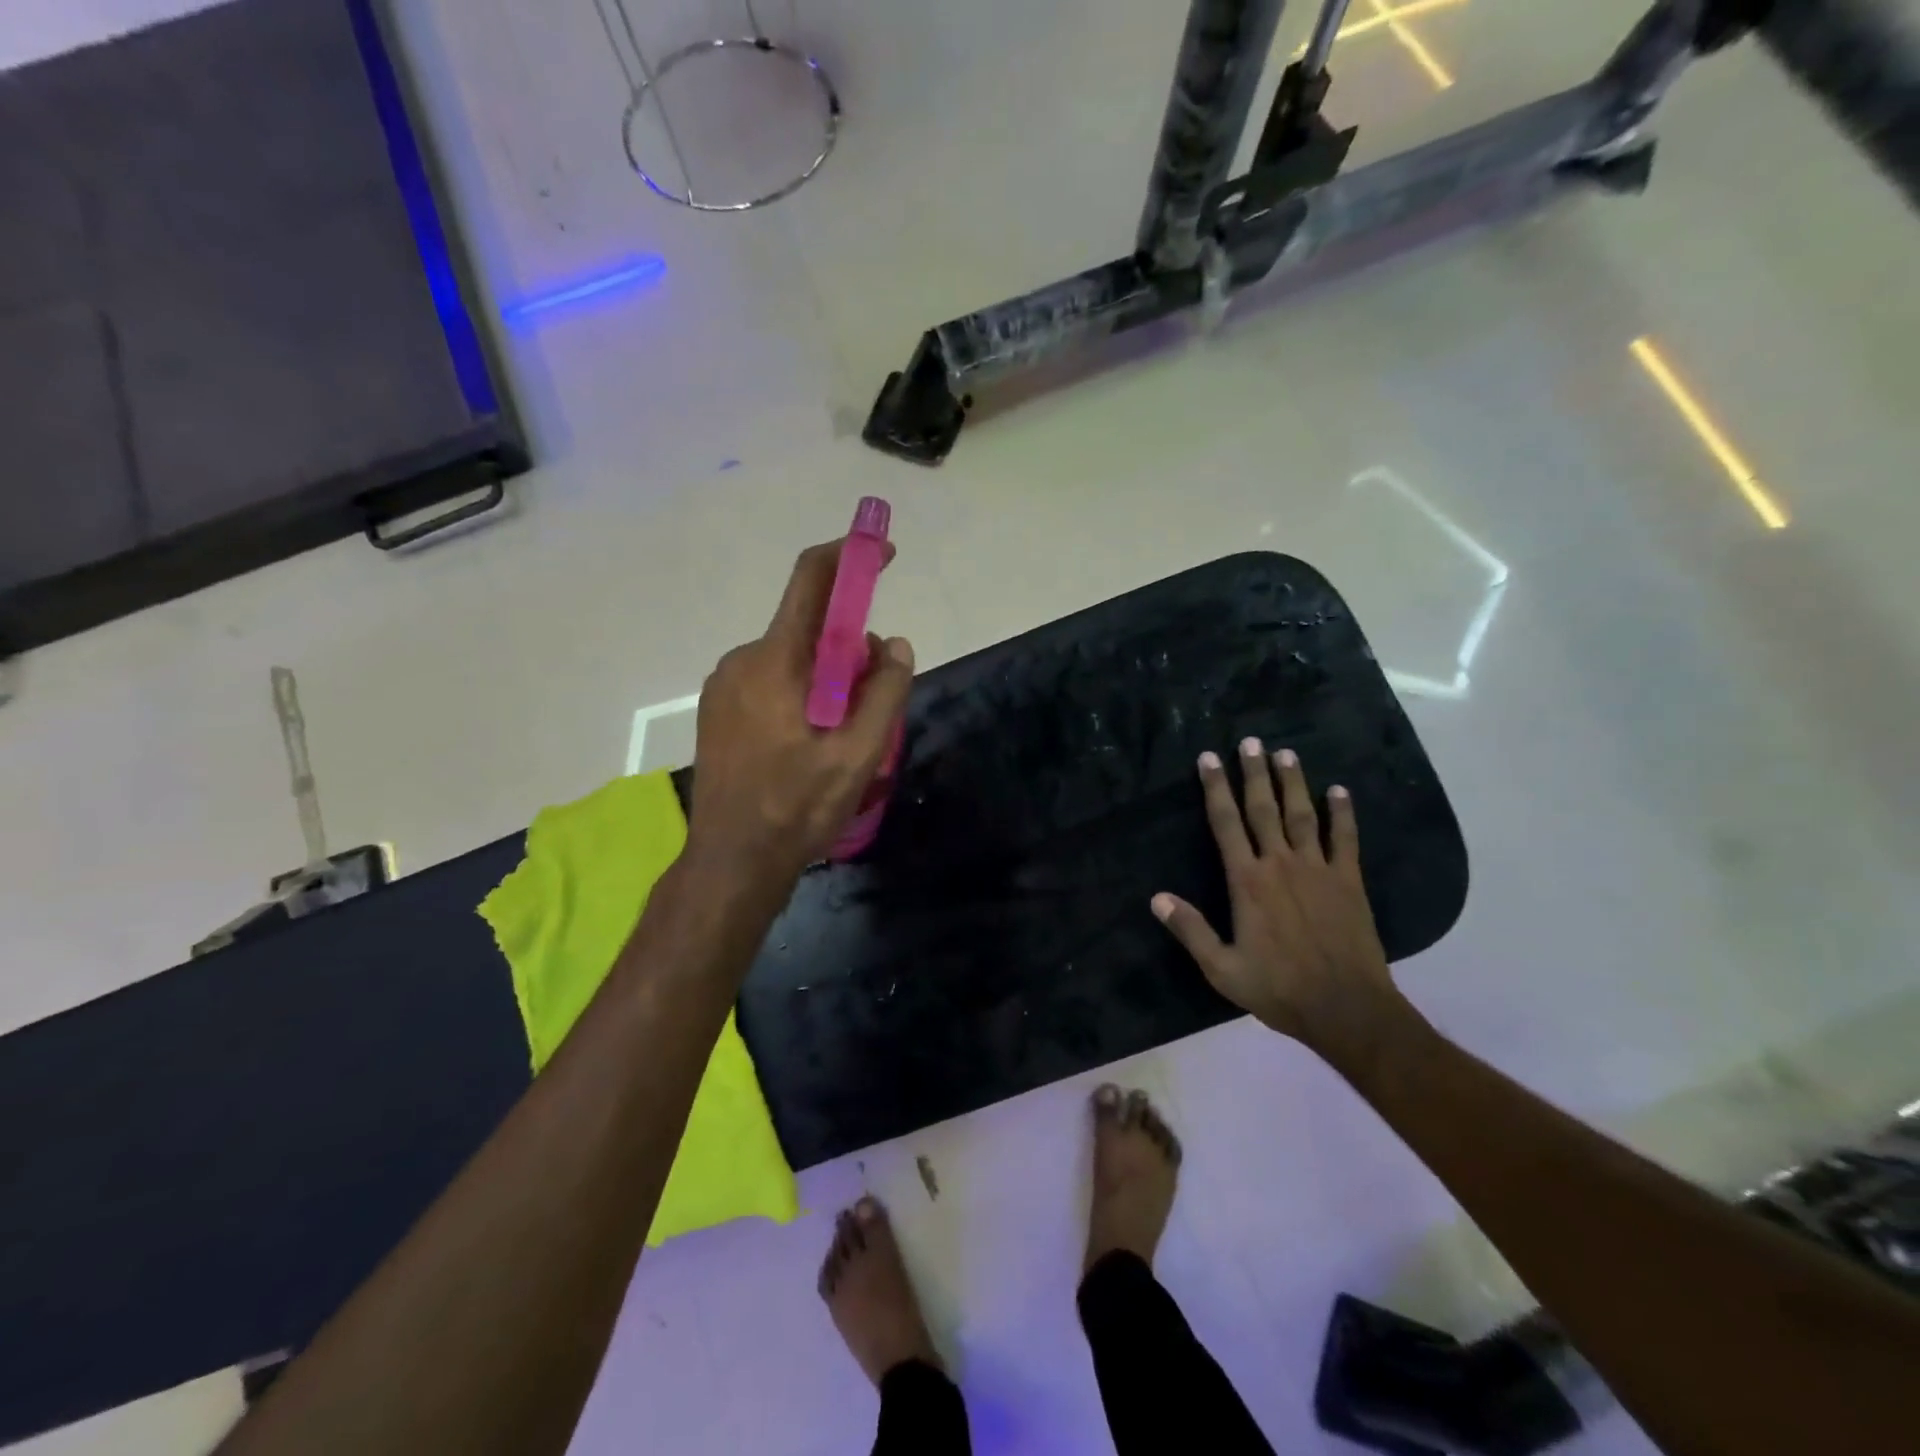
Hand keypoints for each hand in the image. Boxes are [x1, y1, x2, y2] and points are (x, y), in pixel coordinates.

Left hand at [686, 539, 914, 886]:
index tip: (881, 554)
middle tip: (872, 702)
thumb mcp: (858, 755)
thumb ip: (884, 692)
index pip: (810, 581)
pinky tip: (807, 743)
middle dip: (849, 649)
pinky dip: (800, 693)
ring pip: (791, 658)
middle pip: (808, 628)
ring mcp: (724, 685)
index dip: (849, 556)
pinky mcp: (718, 709)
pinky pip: (770, 680)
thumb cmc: (797, 807)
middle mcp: (742, 659)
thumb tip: (895, 644)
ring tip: (840, 736)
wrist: (732, 860)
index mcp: (775, 661)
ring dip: (826, 678)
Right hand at [1152, 740, 1409, 1063]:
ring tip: (1285, 753)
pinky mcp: (1349, 881)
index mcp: (1247, 882)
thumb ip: (1190, 930)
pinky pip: (1345, 839)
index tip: (1208, 759)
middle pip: (1263, 809)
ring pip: (1302, 815)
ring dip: (1293, 782)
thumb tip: (1156, 898)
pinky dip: (1342, 813)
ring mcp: (1318, 869)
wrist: (1347, 1008)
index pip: (1226, 824)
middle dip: (1253, 773)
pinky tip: (1339, 791)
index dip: (1215, 788)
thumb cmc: (1279, 989)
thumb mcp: (1222, 968)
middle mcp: (1280, 864)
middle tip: (1249, 741)